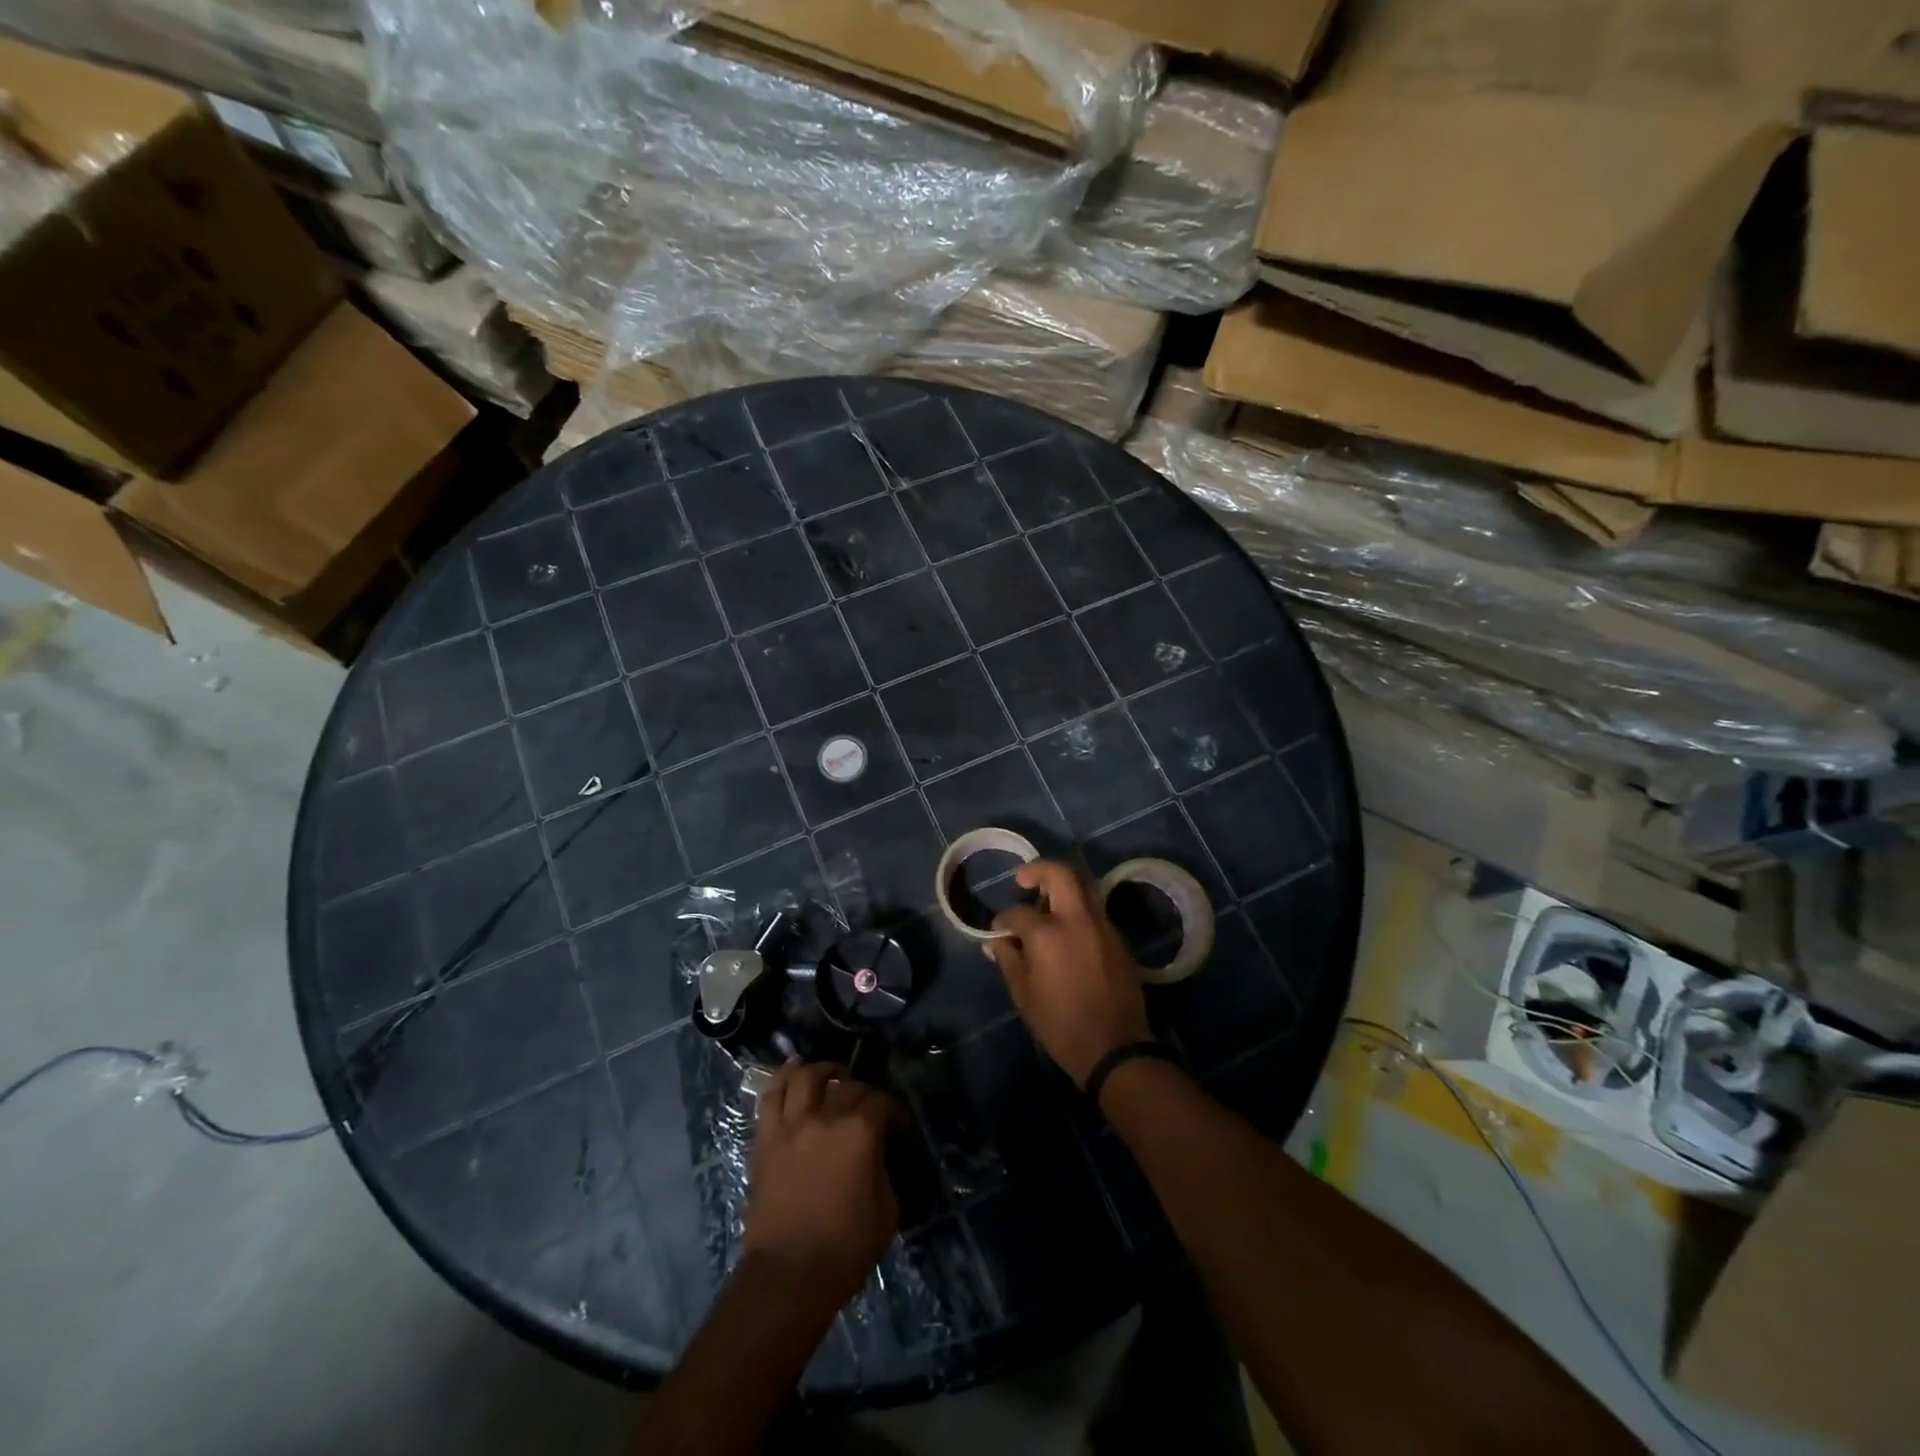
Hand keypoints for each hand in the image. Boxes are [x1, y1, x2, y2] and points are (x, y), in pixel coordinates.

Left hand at [742, 1059, 897, 1311]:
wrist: (788, 1276)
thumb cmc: (845, 1248)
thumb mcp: (887, 1209)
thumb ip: (883, 1168)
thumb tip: (876, 1153)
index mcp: (860, 1132)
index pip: (881, 1102)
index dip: (894, 1111)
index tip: (899, 1126)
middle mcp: (825, 1117)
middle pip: (846, 1086)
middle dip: (862, 1091)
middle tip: (868, 1108)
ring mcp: (791, 1125)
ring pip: (805, 1078)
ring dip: (822, 1070)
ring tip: (831, 1074)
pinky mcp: (766, 1139)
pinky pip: (771, 1097)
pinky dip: (783, 1078)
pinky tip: (793, 1070)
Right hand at [985, 860, 1152, 1086]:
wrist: (1115, 1047)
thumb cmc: (1061, 1024)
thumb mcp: (1024, 994)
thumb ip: (1008, 960)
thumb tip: (995, 942)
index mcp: (1048, 932)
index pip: (1018, 912)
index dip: (1003, 919)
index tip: (999, 930)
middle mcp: (1078, 919)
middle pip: (1061, 874)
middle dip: (1039, 870)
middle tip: (1023, 880)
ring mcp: (1103, 927)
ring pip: (1084, 888)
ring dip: (1063, 887)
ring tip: (1046, 904)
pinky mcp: (1118, 941)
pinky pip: (1096, 912)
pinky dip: (1079, 910)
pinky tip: (1068, 931)